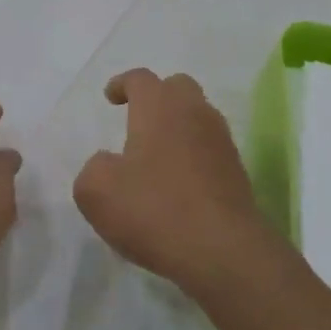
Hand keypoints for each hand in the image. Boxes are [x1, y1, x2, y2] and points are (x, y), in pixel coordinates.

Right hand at [73, 69, 280, 295]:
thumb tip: (109, 164)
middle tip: (138, 119)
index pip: (140, 78)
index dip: (122, 84)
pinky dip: (193, 155)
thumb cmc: (154, 209)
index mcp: (159, 106)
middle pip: (177, 88)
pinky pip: (210, 149)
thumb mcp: (96, 190)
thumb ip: (93, 167)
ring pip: (198, 117)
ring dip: (177, 127)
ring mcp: (221, 141)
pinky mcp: (237, 172)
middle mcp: (194, 113)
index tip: (110, 97)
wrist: (222, 251)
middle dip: (157, 97)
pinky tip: (178, 183)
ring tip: (157, 155)